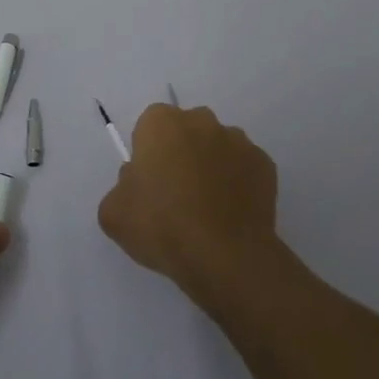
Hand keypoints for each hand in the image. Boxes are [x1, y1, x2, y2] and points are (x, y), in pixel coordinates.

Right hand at [98, 104, 280, 307]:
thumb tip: (137, 183)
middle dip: (182, 151)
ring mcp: (238, 141)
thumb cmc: (161, 226)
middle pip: (186, 129)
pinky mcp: (265, 165)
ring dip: (212, 165)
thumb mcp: (114, 212)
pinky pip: (244, 168)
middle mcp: (201, 121)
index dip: (148, 151)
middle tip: (176, 192)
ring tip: (208, 207)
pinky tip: (230, 213)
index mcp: (161, 123)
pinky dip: (238, 183)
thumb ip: (121, 187)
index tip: (149, 180)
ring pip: (218, 146)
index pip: (150, 124)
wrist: (224, 256)